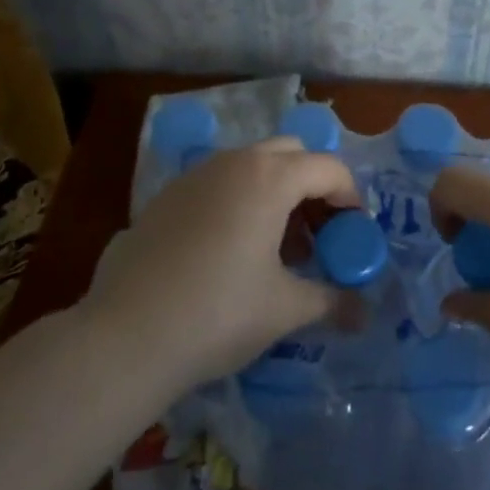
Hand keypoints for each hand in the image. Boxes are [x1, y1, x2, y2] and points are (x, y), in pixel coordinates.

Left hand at [82, 138, 362, 391]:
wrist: (126, 335)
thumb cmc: (219, 313)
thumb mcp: (284, 309)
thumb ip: (331, 301)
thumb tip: (364, 314)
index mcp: (270, 177)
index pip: (328, 168)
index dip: (351, 198)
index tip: (354, 236)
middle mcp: (234, 162)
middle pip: (290, 154)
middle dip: (313, 186)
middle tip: (318, 234)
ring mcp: (196, 175)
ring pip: (252, 166)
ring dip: (276, 193)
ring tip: (277, 248)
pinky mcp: (167, 195)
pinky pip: (219, 183)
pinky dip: (240, 201)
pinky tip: (231, 252)